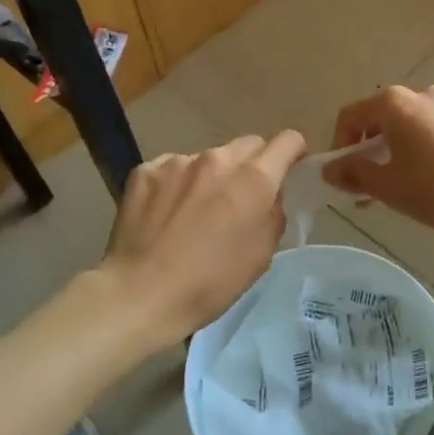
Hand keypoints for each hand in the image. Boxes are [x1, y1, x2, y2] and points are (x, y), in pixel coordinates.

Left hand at [99, 132, 307, 347]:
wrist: (140, 293)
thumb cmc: (210, 283)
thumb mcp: (261, 255)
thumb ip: (273, 213)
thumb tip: (270, 195)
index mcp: (253, 178)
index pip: (287, 141)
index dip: (293, 152)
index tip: (290, 168)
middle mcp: (218, 159)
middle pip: (248, 144)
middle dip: (252, 164)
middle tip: (242, 196)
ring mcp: (178, 161)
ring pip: (208, 158)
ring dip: (212, 176)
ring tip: (196, 211)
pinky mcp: (146, 170)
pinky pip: (172, 168)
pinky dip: (177, 184)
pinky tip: (165, 214)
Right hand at [324, 85, 433, 246]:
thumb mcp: (387, 187)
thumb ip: (353, 173)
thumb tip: (330, 169)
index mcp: (396, 104)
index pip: (352, 115)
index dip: (341, 143)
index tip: (345, 173)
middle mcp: (425, 94)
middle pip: (386, 115)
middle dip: (374, 146)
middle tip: (375, 181)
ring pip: (419, 120)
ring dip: (405, 143)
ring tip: (411, 177)